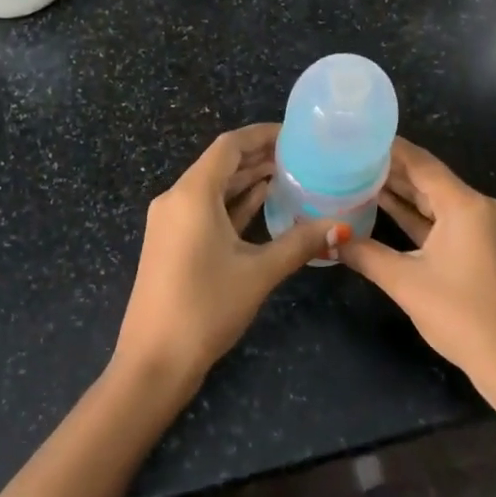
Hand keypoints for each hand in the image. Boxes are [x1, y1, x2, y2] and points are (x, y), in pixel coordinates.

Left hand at [111, 124, 346, 395]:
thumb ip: (299, 243)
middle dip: (259, 157)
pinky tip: (265, 205)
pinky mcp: (172, 242)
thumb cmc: (205, 308)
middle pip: (221, 164)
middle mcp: (176, 198)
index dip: (262, 135)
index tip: (296, 135)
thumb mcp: (258, 273)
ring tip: (292, 175)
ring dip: (248, 180)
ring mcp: (171, 221)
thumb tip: (341, 226)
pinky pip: (206, 210)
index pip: (229, 145)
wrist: (154, 361)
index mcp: (192, 194)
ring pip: (214, 188)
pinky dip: (234, 204)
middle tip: (303, 156)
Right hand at [337, 139, 495, 399]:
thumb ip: (364, 254)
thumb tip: (327, 238)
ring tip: (356, 175)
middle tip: (347, 155)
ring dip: (399, 191)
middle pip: (427, 178)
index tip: (355, 135)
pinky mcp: (476, 248)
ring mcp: (478, 228)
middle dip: (389, 168)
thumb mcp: (406, 282)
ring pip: (432, 199)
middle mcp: (475, 207)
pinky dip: (413, 215)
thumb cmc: (462, 316)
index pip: (420, 162)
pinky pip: (439, 220)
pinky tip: (382, 208)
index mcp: (464, 204)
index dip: (388, 147)